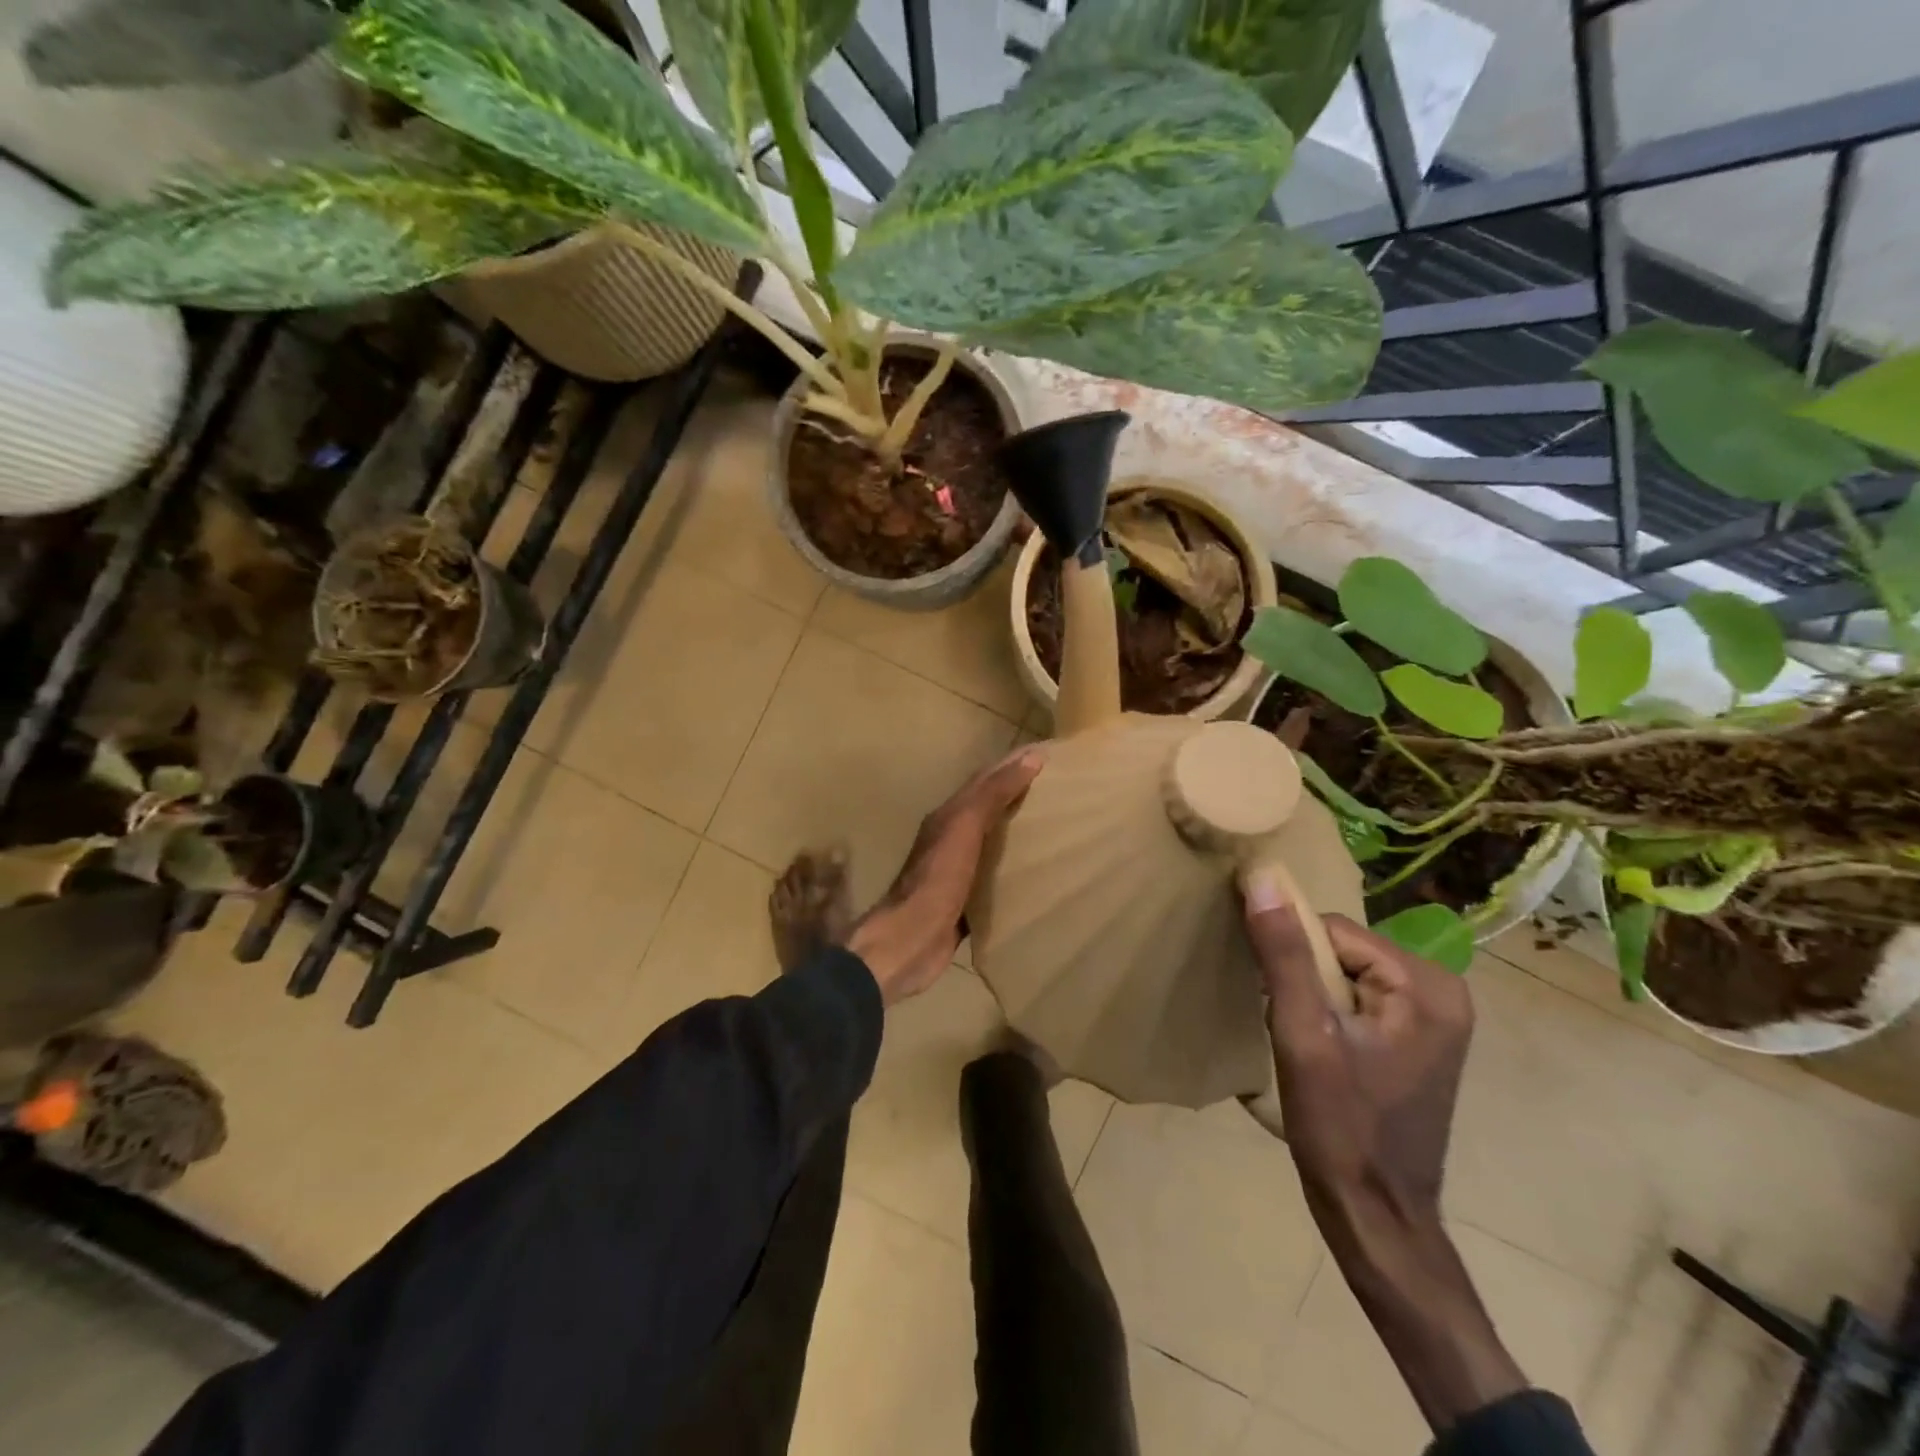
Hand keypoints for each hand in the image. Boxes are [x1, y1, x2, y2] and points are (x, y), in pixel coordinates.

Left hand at [848, 746, 1044, 1005]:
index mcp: (949, 816)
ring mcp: (959, 872)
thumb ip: (993, 793)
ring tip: (1058, 825)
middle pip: (991, 808)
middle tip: (1062, 788)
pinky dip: (1016, 869)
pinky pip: (996, 878)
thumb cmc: (937, 880)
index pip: (986, 779)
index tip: (1050, 753)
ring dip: (1020, 831)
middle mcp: (952, 838)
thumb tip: (1030, 758)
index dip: (1014, 763)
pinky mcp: (967, 902)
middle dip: (1021, 794)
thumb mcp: (964, 828)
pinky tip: (1040, 874)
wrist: (910, 941)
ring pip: (995, 842)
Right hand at [1243, 884, 1470, 1221]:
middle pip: (1342, 952)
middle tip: (1291, 1029)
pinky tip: (1320, 1052)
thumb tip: (1262, 876)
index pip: (1333, 932)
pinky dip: (1328, 1015)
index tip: (1275, 1001)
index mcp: (1427, 985)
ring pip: (1345, 975)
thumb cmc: (1341, 1125)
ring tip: (1302, 1042)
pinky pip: (1359, 1000)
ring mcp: (1435, 1019)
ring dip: (1312, 998)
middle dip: (1304, 980)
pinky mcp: (1419, 1040)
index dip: (1292, 958)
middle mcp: (1443, 992)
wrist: (1376, 1216)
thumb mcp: (1303, 1033)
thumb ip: (1284, 953)